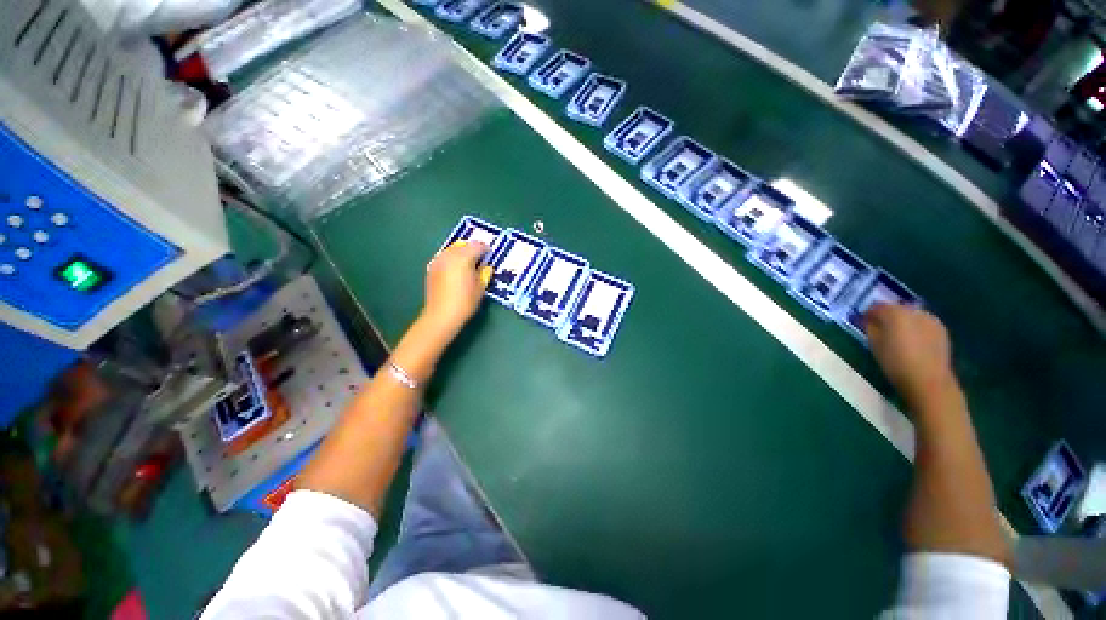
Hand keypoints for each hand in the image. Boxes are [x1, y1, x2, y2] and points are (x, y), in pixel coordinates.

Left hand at [421, 241, 491, 336]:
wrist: (441, 315)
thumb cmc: (465, 302)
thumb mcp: (480, 287)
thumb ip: (485, 273)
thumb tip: (486, 267)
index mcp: (463, 258)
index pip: (477, 246)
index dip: (485, 249)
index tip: (490, 254)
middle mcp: (449, 255)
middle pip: (463, 245)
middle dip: (473, 249)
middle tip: (481, 258)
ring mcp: (439, 261)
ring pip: (452, 249)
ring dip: (462, 252)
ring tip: (469, 263)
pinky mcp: (432, 268)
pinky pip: (445, 257)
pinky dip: (453, 258)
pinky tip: (457, 269)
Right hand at [865, 304, 956, 408]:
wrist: (928, 380)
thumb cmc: (895, 363)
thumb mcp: (874, 345)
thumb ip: (871, 328)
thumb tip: (871, 321)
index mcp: (895, 313)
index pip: (877, 307)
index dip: (869, 314)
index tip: (864, 322)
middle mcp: (915, 312)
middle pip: (896, 309)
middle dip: (888, 316)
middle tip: (880, 329)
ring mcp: (931, 320)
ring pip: (911, 315)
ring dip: (903, 322)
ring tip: (897, 336)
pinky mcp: (941, 330)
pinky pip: (923, 323)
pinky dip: (915, 328)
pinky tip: (912, 341)